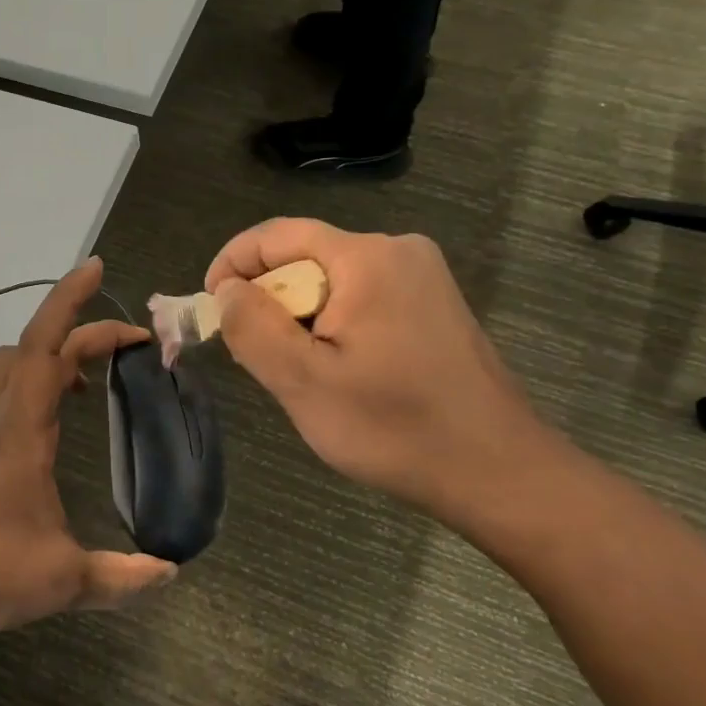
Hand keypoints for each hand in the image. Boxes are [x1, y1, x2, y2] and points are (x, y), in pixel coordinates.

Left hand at [0, 258, 177, 632]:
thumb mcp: (65, 579)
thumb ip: (122, 577)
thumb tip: (170, 573)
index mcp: (23, 431)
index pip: (51, 350)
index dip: (81, 312)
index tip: (112, 288)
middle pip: (31, 345)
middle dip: (75, 320)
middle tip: (123, 333)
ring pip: (1, 364)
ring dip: (42, 353)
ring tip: (77, 379)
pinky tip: (14, 406)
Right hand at [205, 219, 550, 518]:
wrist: (495, 470)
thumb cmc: (393, 427)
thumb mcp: (303, 381)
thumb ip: (252, 327)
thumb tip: (227, 289)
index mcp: (367, 257)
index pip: (278, 235)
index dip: (233, 263)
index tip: (210, 306)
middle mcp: (399, 251)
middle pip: (306, 258)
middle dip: (269, 300)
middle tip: (255, 356)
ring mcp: (424, 278)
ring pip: (332, 282)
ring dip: (300, 319)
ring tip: (299, 373)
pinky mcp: (435, 306)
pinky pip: (363, 299)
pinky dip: (334, 326)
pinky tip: (342, 372)